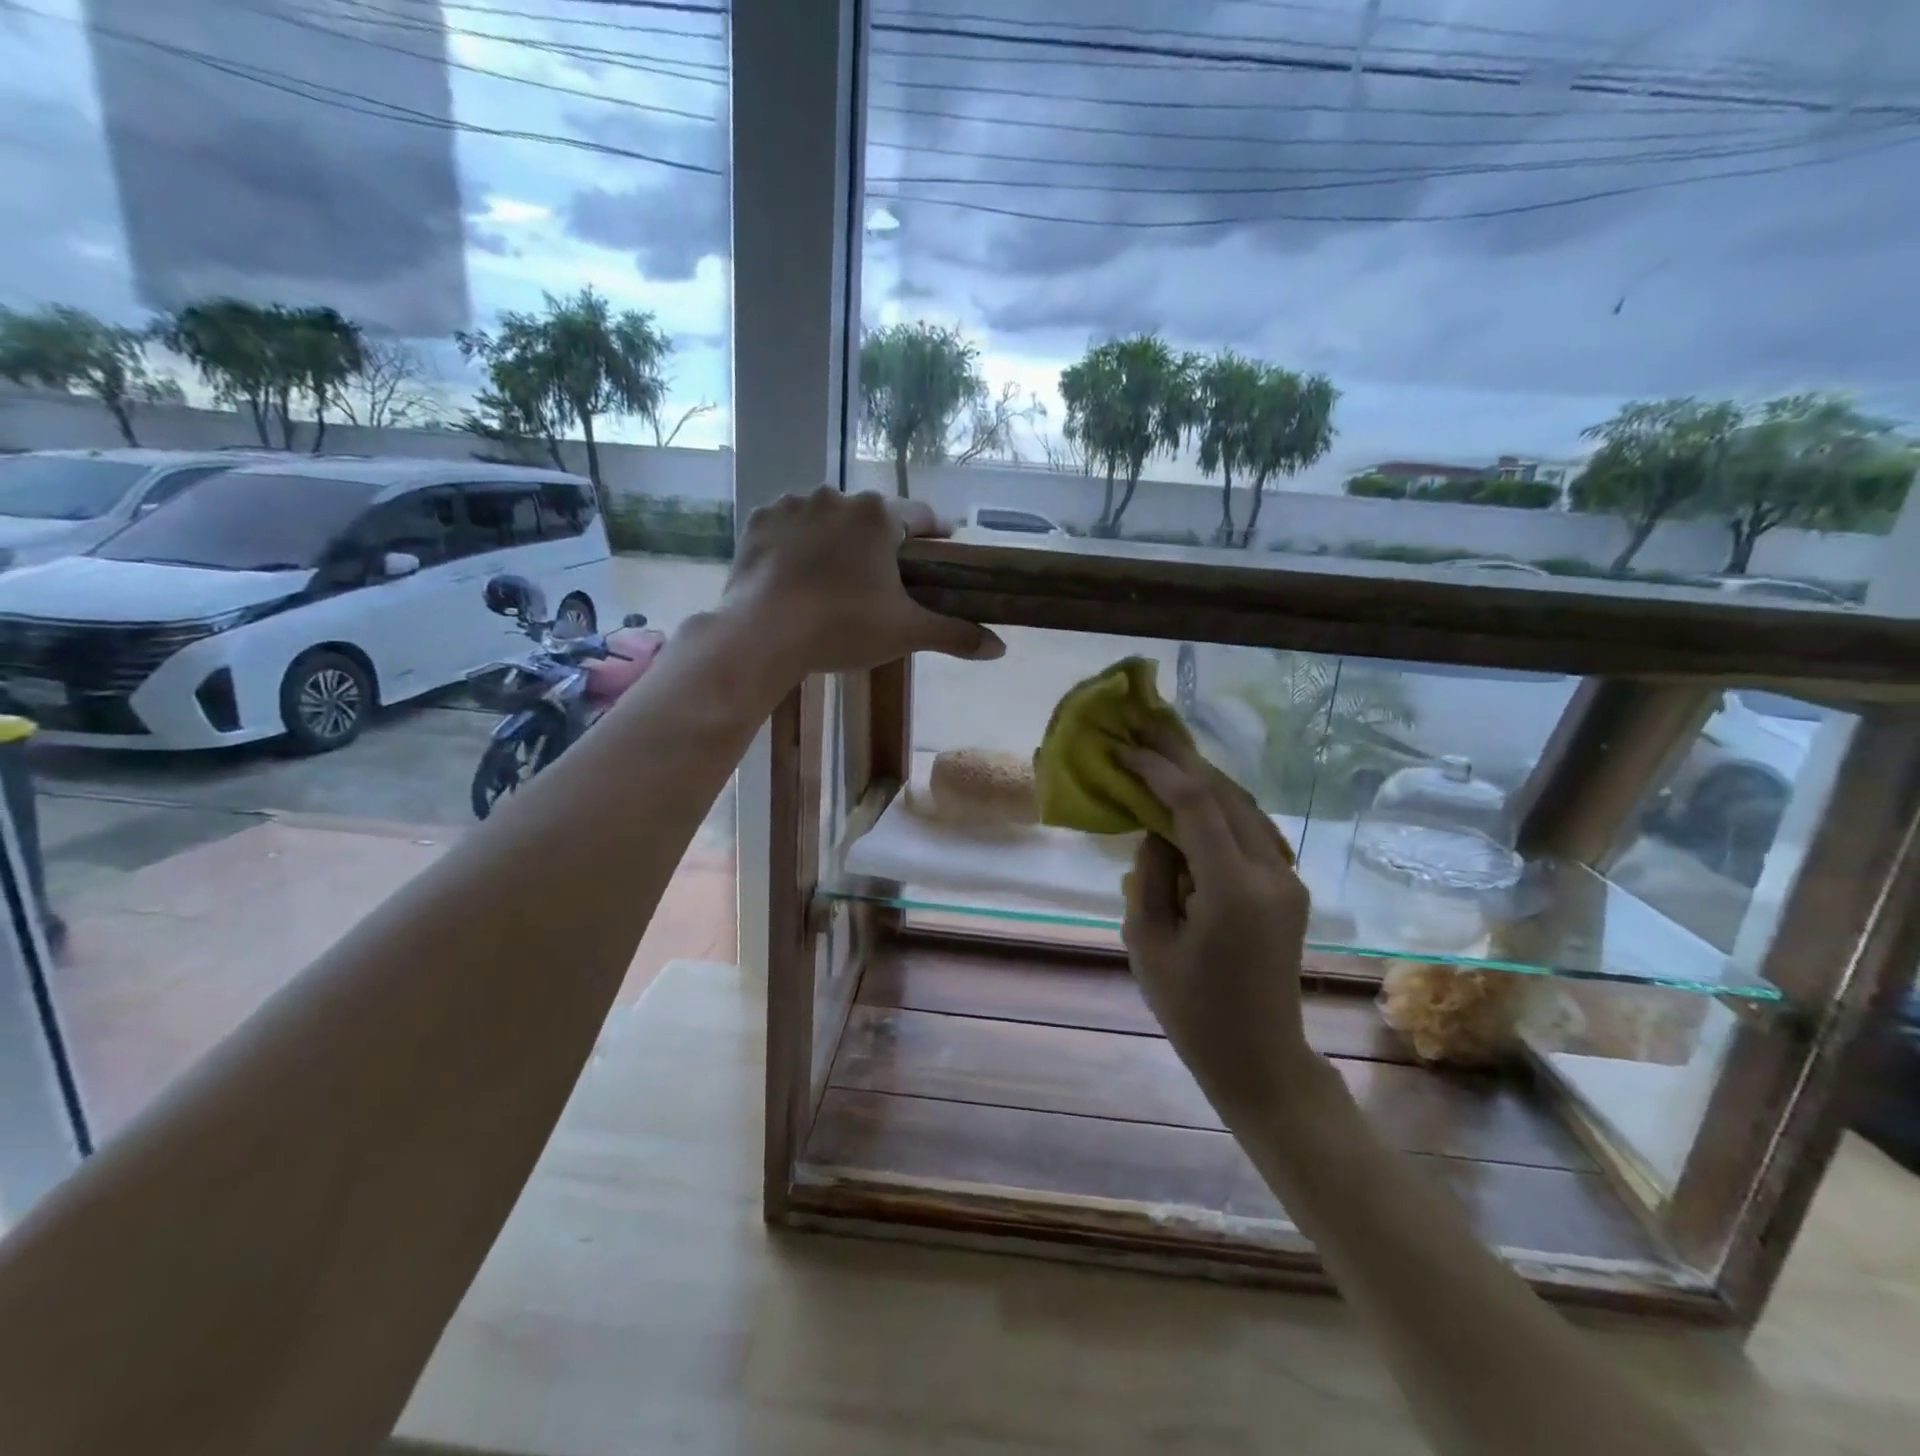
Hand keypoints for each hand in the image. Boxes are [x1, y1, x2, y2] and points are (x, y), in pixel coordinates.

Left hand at [724, 488, 1004, 674]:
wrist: (762, 635)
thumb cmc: (842, 628)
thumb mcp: (905, 633)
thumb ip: (955, 634)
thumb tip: (1001, 649)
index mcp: (878, 516)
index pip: (921, 516)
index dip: (936, 533)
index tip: (943, 547)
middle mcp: (836, 496)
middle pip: (871, 517)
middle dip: (880, 541)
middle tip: (881, 578)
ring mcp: (793, 504)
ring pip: (828, 518)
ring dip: (836, 539)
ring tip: (834, 577)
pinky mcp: (759, 520)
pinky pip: (789, 526)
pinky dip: (797, 542)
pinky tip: (796, 571)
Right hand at [1121, 731, 1316, 1121]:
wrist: (1260, 1057)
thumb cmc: (1192, 1011)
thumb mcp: (1147, 943)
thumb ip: (1148, 876)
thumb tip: (1155, 830)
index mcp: (1233, 890)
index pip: (1195, 806)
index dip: (1159, 771)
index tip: (1126, 750)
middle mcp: (1272, 873)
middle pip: (1227, 795)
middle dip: (1184, 759)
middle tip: (1146, 729)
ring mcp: (1288, 879)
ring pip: (1244, 807)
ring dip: (1204, 779)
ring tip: (1164, 752)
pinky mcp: (1289, 887)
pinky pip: (1251, 831)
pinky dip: (1219, 807)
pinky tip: (1192, 798)